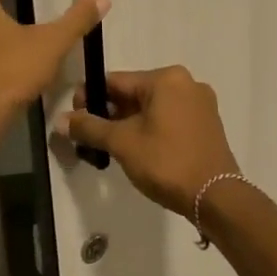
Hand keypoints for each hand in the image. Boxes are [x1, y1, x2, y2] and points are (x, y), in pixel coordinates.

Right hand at [55, 65, 240, 217]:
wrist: (215, 197)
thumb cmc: (166, 162)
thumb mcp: (122, 143)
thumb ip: (90, 128)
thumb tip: (60, 120)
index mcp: (167, 79)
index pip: (116, 81)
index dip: (90, 97)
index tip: (74, 118)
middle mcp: (186, 83)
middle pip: (134, 93)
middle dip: (110, 113)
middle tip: (90, 137)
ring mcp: (200, 104)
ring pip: (152, 107)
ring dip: (128, 123)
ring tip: (110, 147)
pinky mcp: (207, 124)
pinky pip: (169, 119)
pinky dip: (150, 129)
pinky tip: (138, 150)